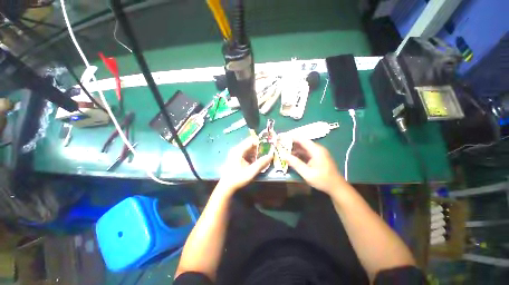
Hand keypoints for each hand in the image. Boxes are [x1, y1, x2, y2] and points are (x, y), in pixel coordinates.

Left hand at [217, 137, 273, 194]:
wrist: (226, 186)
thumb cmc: (237, 179)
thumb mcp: (251, 172)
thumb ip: (261, 163)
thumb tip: (271, 155)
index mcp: (238, 150)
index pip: (251, 141)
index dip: (260, 143)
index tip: (268, 148)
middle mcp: (237, 149)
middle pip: (250, 144)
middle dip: (259, 149)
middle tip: (266, 155)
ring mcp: (236, 153)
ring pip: (249, 149)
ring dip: (255, 153)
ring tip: (261, 160)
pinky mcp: (236, 157)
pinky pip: (246, 153)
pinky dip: (252, 157)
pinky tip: (254, 163)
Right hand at [286, 138, 344, 193]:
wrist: (336, 187)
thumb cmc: (322, 180)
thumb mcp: (307, 173)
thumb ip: (295, 163)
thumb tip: (283, 155)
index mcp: (316, 150)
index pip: (302, 139)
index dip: (291, 137)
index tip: (281, 138)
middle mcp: (317, 149)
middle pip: (302, 142)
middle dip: (291, 143)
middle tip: (280, 145)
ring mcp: (318, 153)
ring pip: (304, 147)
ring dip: (294, 148)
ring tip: (283, 150)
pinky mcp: (317, 157)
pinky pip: (306, 152)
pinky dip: (298, 153)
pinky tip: (292, 156)